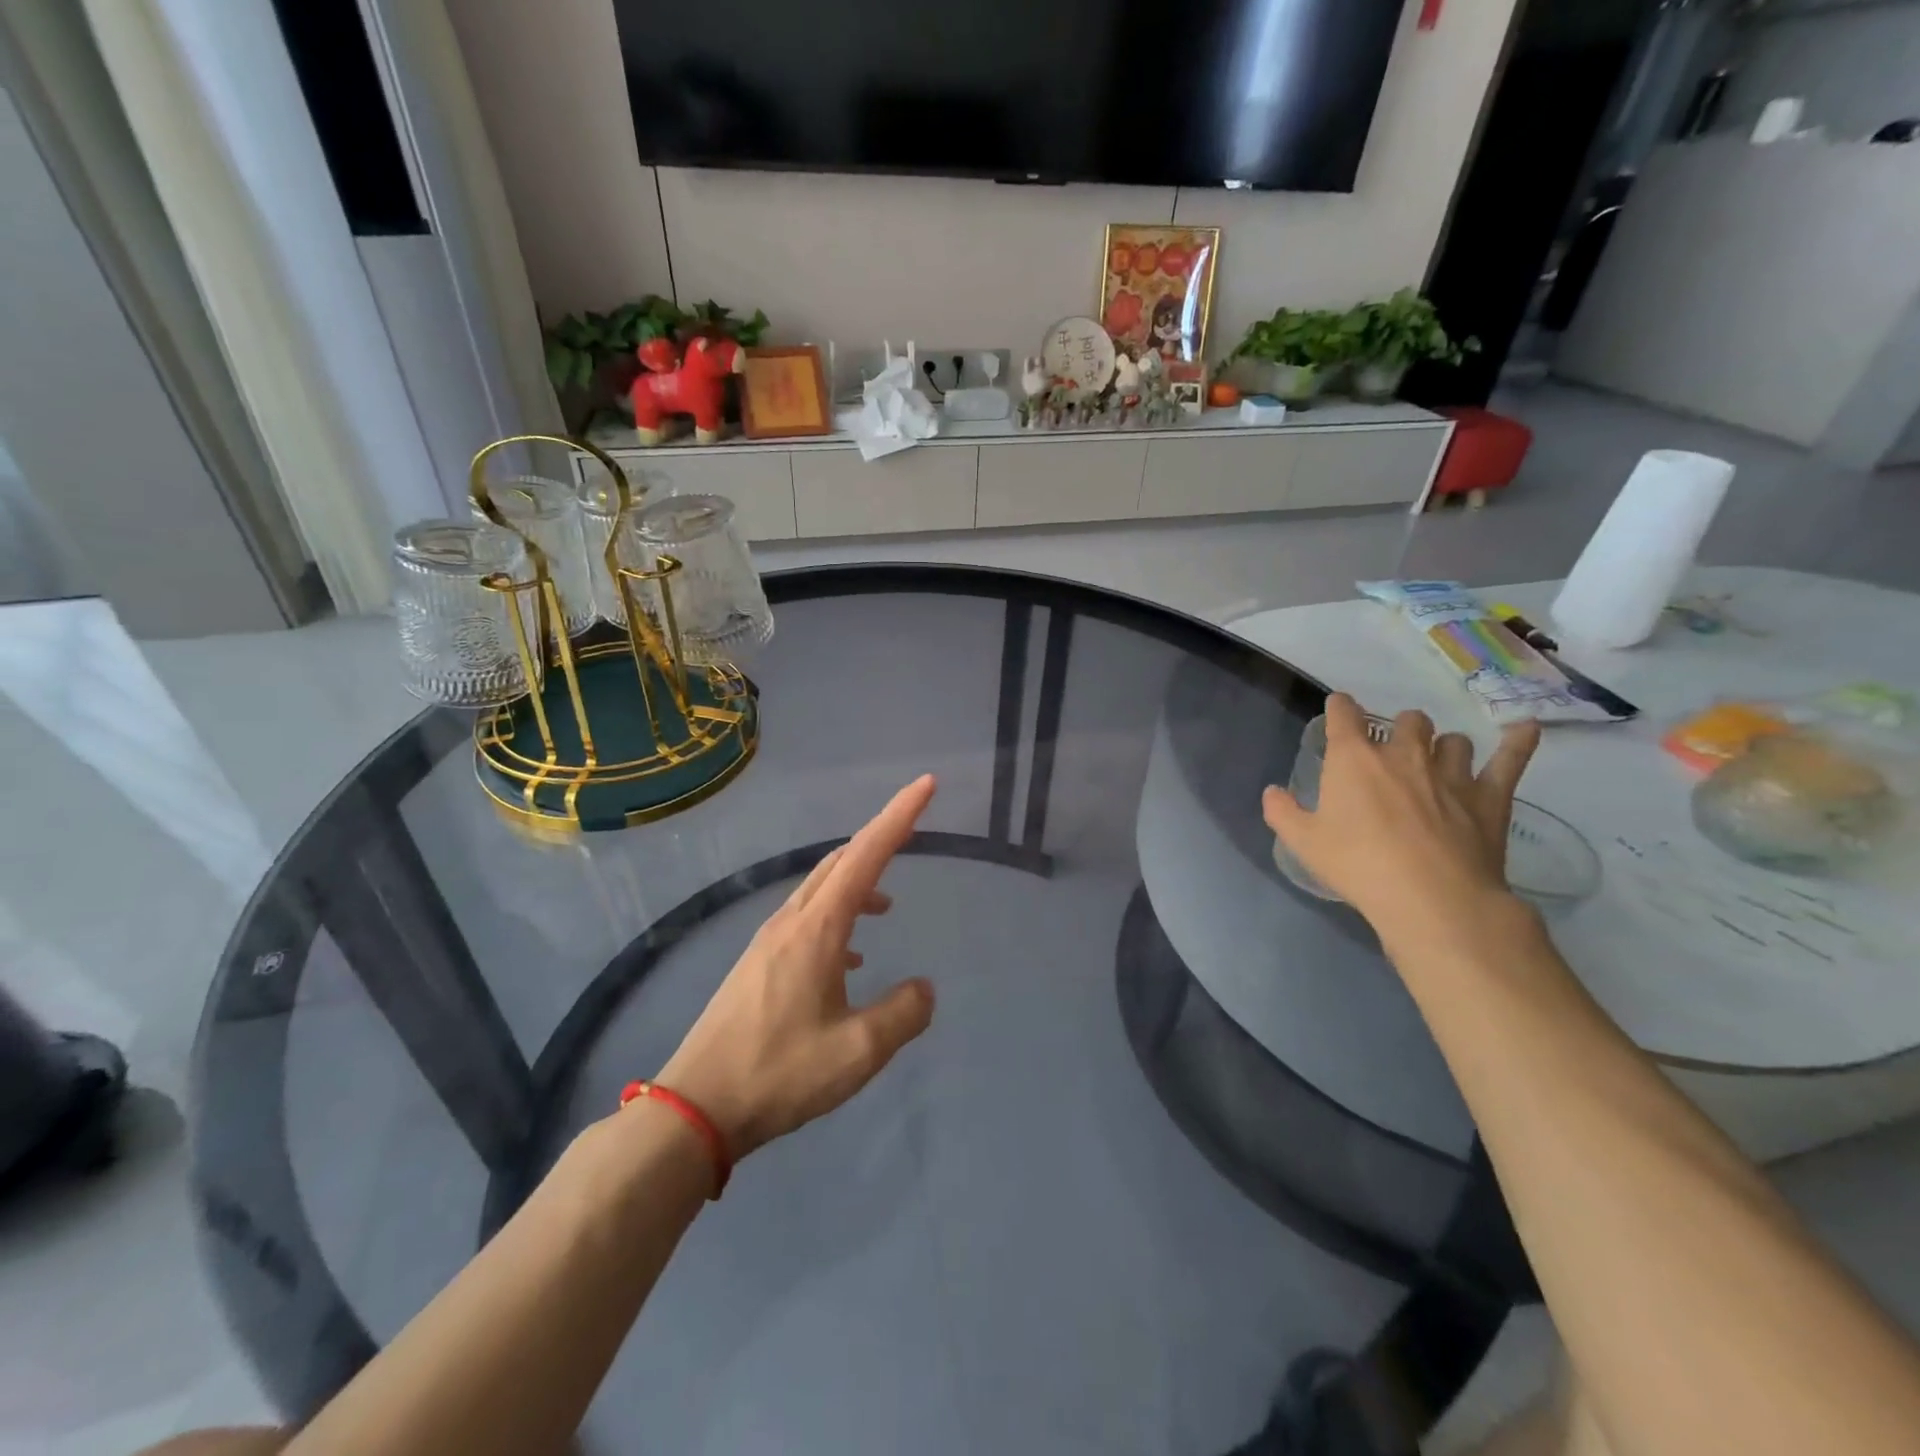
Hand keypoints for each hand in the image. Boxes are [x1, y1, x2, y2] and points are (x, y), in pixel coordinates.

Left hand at [655, 775, 938, 1158]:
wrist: (695, 1108)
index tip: (927, 784)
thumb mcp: (858, 1051)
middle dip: (880, 837)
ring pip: (821, 888)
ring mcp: (769, 940)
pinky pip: (807, 918)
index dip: (899, 816)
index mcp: (818, 928)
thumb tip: (923, 988)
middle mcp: (792, 921)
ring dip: (858, 882)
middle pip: (841, 860)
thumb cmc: (780, 1073)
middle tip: (914, 827)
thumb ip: (902, 1014)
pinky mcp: (758, 962)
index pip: (867, 854)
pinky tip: (849, 956)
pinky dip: (837, 916)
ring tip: (888, 905)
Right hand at [1262, 695, 1541, 941]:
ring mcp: (1452, 772)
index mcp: (1354, 759)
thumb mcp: (1304, 843)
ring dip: (1443, 747)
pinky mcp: (1490, 796)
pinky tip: (1524, 729)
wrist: (1431, 898)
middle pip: (1407, 719)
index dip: (1340, 708)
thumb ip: (1282, 812)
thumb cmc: (1359, 865)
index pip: (1344, 714)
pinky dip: (1519, 742)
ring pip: (1452, 740)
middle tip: (1391, 752)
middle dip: (1399, 728)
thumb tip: (1271, 792)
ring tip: (1439, 762)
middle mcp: (1404, 753)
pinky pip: (1511, 759)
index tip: (1339, 710)